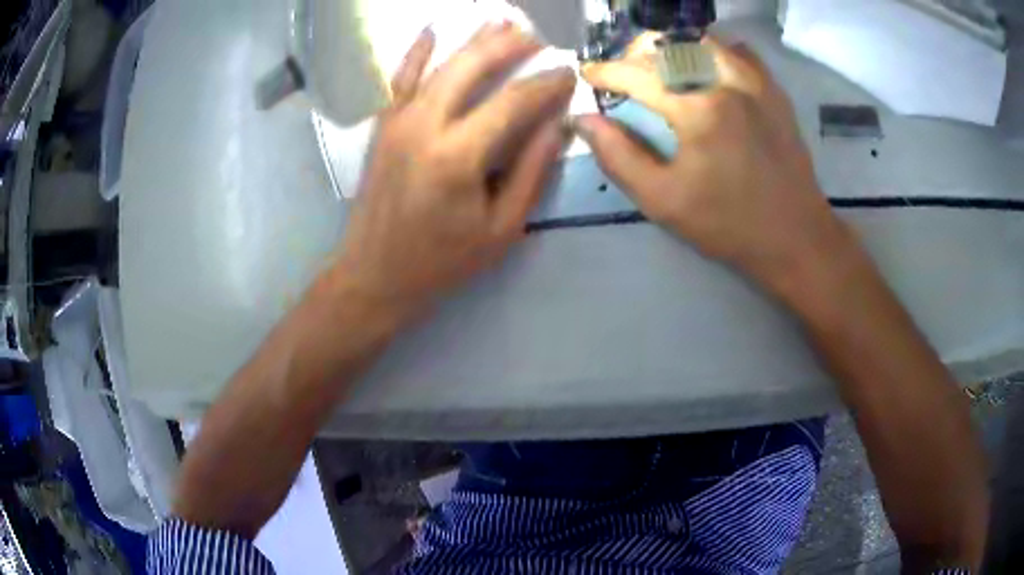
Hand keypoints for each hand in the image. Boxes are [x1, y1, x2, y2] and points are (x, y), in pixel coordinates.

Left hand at [333, 23, 574, 321]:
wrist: (375, 274)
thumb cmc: (442, 261)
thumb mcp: (501, 228)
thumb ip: (531, 172)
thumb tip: (557, 125)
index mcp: (458, 156)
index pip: (513, 103)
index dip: (545, 84)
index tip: (568, 72)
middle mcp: (424, 126)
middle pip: (471, 68)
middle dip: (508, 46)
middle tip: (537, 35)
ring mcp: (397, 122)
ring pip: (439, 66)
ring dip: (473, 41)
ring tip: (501, 21)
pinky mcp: (383, 127)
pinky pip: (399, 80)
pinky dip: (415, 53)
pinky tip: (430, 31)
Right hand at [576, 36, 854, 300]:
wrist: (796, 237)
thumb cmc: (728, 225)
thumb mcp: (663, 201)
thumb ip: (618, 156)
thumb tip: (583, 120)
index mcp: (698, 110)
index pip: (638, 74)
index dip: (606, 71)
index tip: (588, 74)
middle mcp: (727, 83)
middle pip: (669, 45)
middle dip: (636, 54)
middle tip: (623, 73)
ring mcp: (756, 83)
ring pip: (703, 41)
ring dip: (673, 47)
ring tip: (660, 67)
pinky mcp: (774, 92)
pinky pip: (740, 52)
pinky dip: (715, 52)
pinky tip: (706, 71)